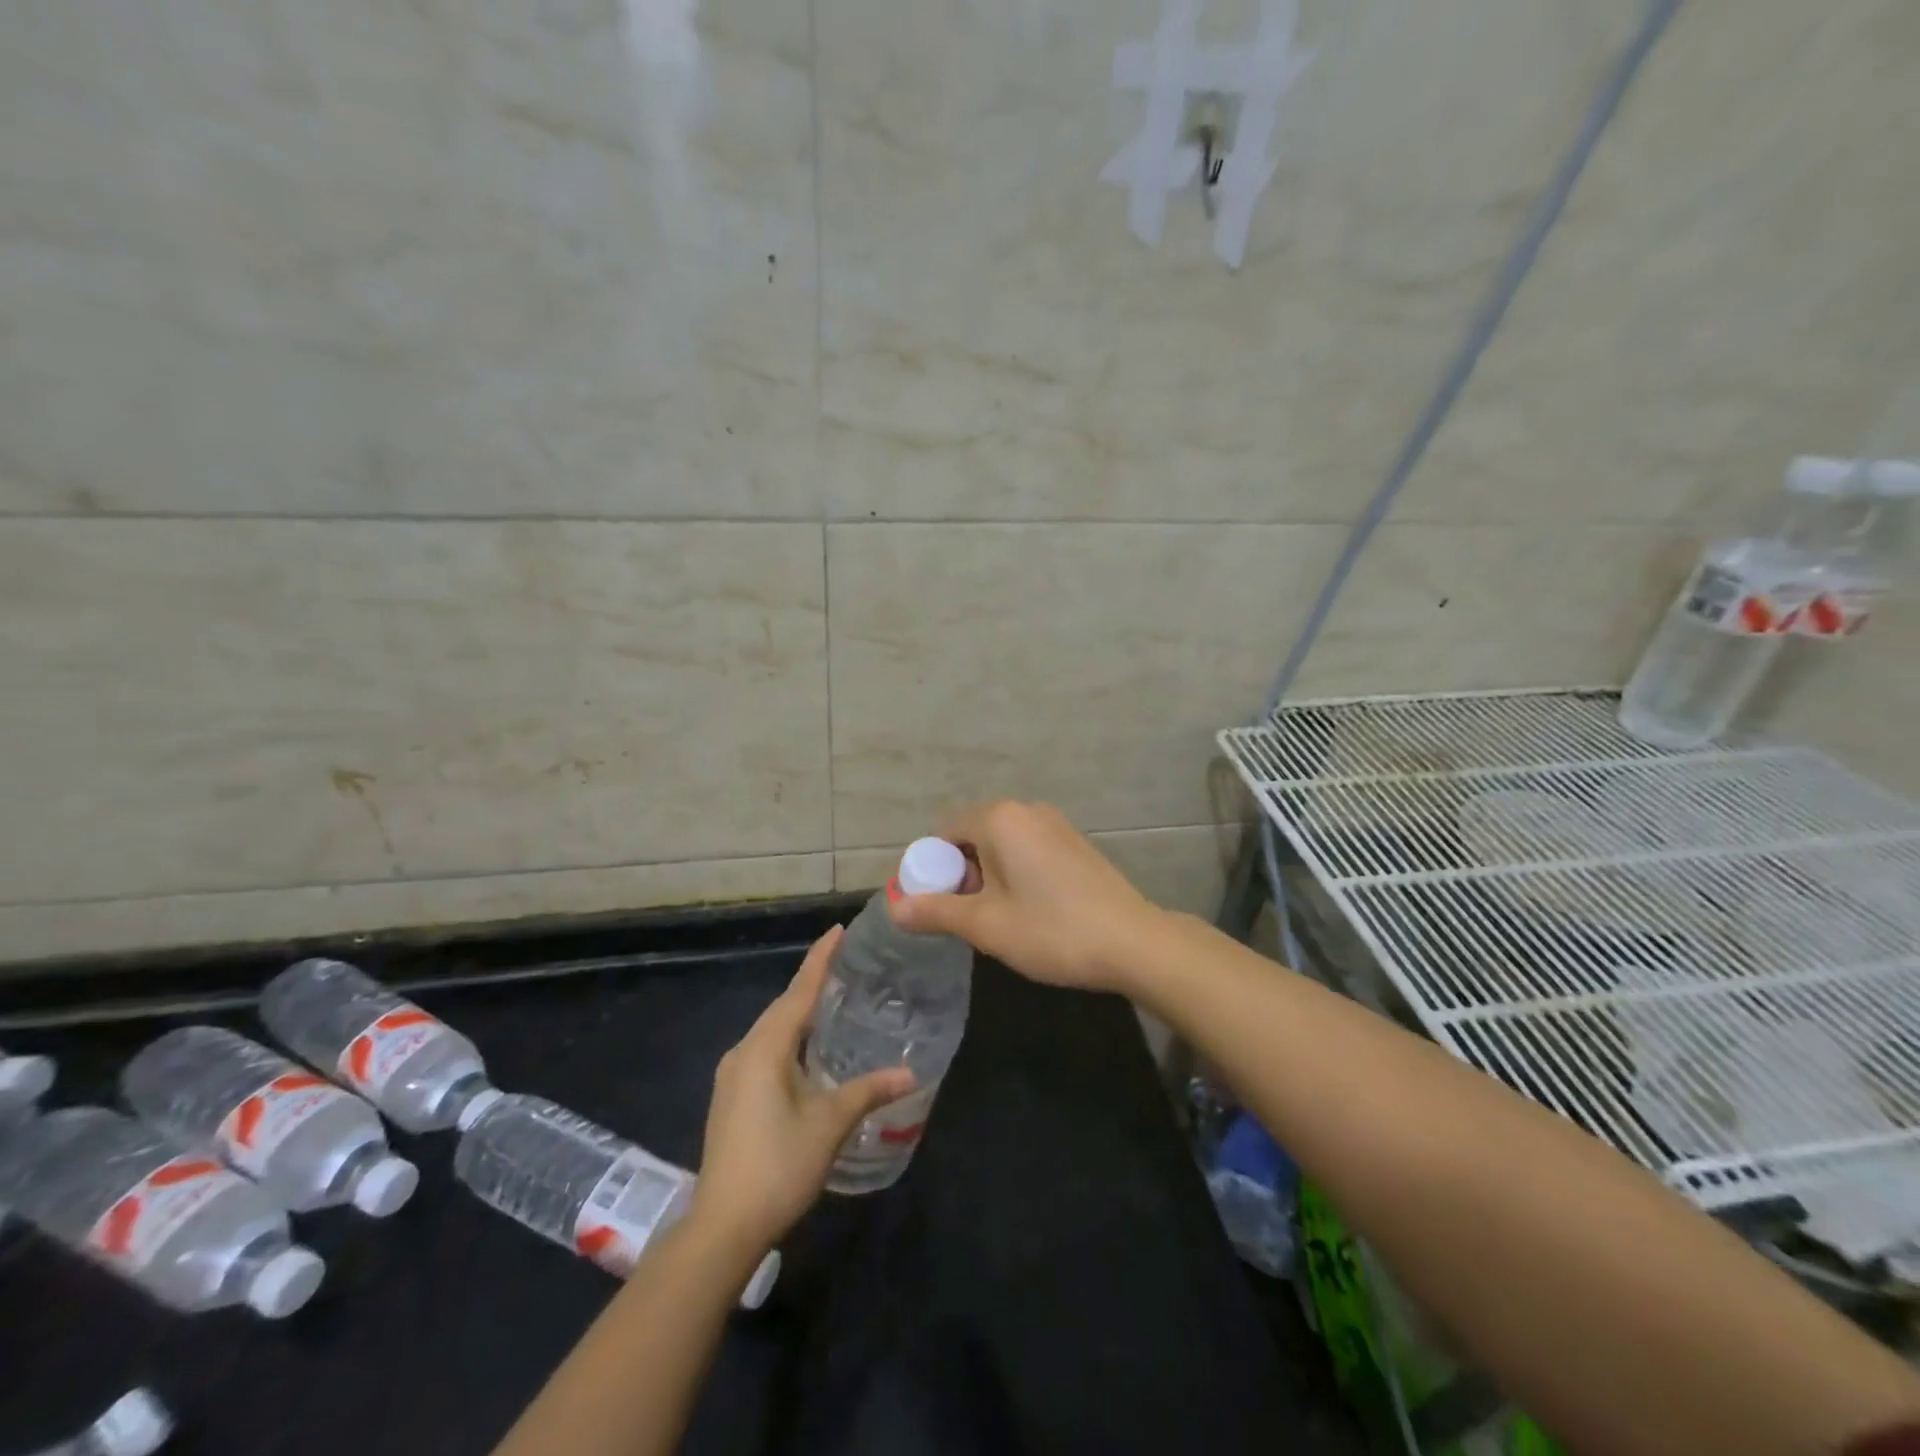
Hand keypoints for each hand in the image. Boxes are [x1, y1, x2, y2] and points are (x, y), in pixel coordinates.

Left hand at [689, 926, 914, 1256]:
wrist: (722, 1227)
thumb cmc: (778, 1165)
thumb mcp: (829, 1124)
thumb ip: (868, 1091)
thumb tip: (910, 1072)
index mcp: (765, 1047)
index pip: (799, 991)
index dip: (820, 959)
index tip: (838, 931)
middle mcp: (744, 1051)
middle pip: (783, 1006)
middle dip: (812, 982)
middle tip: (846, 963)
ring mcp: (733, 1075)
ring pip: (772, 1029)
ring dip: (800, 1012)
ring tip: (833, 999)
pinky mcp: (731, 1096)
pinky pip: (765, 1049)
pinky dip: (790, 1036)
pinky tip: (808, 1048)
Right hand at [889, 800, 1166, 993]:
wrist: (1134, 942)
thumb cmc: (1051, 930)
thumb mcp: (985, 925)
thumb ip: (935, 911)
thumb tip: (894, 907)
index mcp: (999, 818)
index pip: (943, 833)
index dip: (930, 870)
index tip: (935, 908)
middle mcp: (1026, 810)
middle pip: (971, 836)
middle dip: (960, 875)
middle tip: (967, 920)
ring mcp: (1055, 824)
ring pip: (1000, 845)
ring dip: (987, 877)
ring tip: (999, 921)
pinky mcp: (1074, 843)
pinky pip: (1026, 850)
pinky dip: (1014, 874)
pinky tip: (1030, 911)